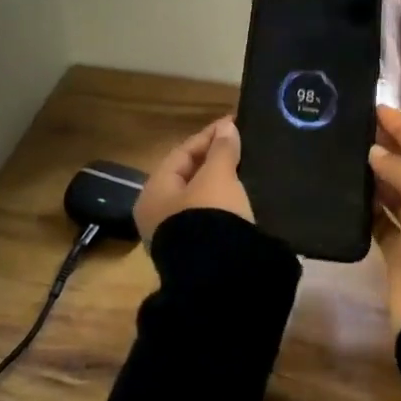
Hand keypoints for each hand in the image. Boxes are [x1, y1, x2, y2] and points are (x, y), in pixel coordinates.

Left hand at [133, 117, 253, 242]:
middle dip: (214, 158)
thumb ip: (222, 150)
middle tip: (240, 143)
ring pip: (200, 197)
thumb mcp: (218, 177)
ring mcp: (176, 236)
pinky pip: (210, 216)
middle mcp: (158, 213)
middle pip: (188, 175)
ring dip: (220, 181)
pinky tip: (243, 195)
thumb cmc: (210, 216)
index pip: (181, 153)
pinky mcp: (197, 253)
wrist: (219, 278)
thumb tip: (226, 128)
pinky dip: (224, 202)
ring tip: (246, 167)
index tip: (233, 123)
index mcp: (154, 192)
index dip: (208, 136)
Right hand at [369, 105, 400, 335]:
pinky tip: (346, 192)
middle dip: (387, 150)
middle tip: (354, 129)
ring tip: (345, 154)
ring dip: (375, 177)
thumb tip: (374, 153)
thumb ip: (400, 169)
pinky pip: (382, 222)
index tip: (377, 108)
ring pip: (395, 195)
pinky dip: (367, 208)